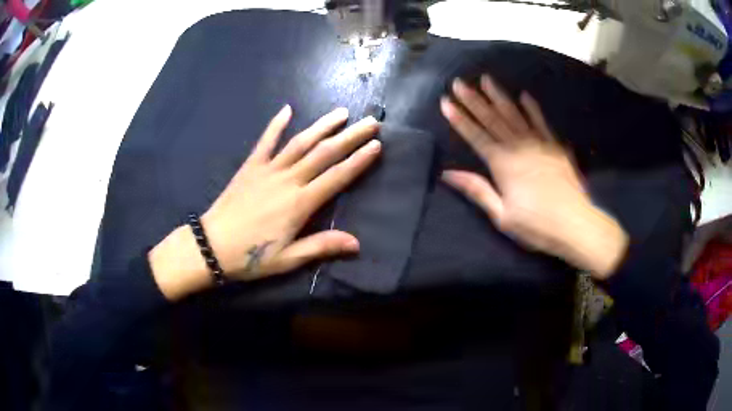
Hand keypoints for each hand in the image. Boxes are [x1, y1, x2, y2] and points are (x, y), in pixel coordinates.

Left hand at [150, 105, 381, 299]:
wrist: (211, 246)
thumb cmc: (250, 257)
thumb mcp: (288, 259)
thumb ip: (321, 246)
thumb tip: (357, 243)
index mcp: (300, 204)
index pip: (337, 177)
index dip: (358, 160)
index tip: (376, 145)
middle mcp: (288, 180)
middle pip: (324, 153)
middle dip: (350, 136)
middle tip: (370, 121)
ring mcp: (268, 169)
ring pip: (300, 142)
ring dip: (323, 126)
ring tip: (342, 113)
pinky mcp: (250, 166)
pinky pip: (265, 141)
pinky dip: (276, 124)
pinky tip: (287, 109)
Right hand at [440, 75, 627, 278]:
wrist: (575, 224)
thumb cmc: (537, 225)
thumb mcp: (502, 216)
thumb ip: (477, 190)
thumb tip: (448, 174)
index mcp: (503, 165)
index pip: (476, 136)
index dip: (460, 119)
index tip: (445, 102)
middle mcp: (518, 148)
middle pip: (492, 120)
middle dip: (473, 100)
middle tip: (458, 83)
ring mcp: (538, 144)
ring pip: (514, 115)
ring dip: (499, 96)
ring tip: (486, 79)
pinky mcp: (555, 147)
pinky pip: (541, 123)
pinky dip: (532, 109)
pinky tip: (525, 96)